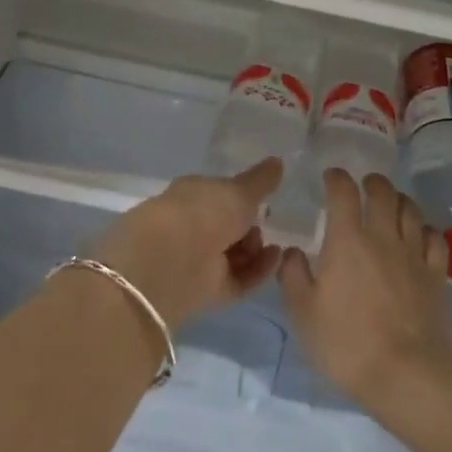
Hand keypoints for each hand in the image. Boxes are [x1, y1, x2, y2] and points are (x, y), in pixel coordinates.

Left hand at [89, 159, 283, 329]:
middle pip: (229, 227)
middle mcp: (193, 226)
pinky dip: (258, 271)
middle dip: (251, 226)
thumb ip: (260, 180)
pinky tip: (275, 260)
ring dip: (257, 250)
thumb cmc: (205, 213)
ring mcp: (199, 259)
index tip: (266, 199)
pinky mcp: (207, 290)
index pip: (220, 195)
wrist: (173, 261)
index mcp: (193, 195)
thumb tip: (277, 161)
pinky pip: (239, 279)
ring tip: (271, 246)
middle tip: (267, 223)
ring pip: (235, 254)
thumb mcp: (239, 190)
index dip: (243, 197)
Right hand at [278, 170, 451, 409]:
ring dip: (399, 201)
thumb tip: (292, 252)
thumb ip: (293, 276)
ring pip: (411, 210)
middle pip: (383, 192)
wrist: (406, 373)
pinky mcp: (437, 275)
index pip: (343, 192)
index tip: (331, 178)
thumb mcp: (303, 314)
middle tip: (364, 187)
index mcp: (347, 240)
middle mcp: (382, 237)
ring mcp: (414, 254)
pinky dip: (425, 230)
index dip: (336, 178)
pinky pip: (435, 238)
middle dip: (372, 182)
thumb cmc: (346, 343)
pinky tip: (419, 237)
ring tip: (391, 206)